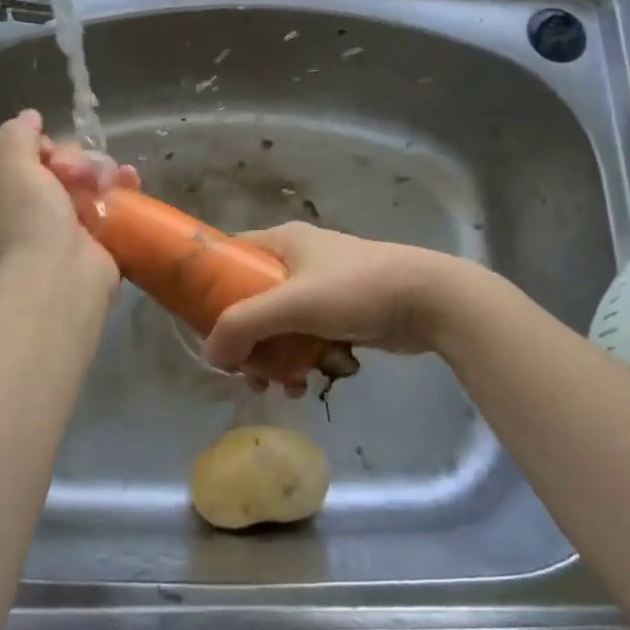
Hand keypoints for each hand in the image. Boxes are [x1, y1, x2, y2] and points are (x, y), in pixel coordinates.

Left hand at [0, 110, 137, 279]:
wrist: (62, 276)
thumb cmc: (31, 221)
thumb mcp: (13, 168)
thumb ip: (17, 136)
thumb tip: (29, 116)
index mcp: (6, 196)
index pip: (21, 159)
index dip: (37, 146)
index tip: (47, 148)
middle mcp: (35, 209)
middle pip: (60, 165)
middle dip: (73, 160)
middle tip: (75, 172)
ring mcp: (69, 224)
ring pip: (89, 180)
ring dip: (101, 170)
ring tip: (104, 180)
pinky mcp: (101, 236)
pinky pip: (113, 202)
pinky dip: (123, 187)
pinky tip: (130, 179)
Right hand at [202, 223, 465, 384]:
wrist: (430, 300)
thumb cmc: (356, 289)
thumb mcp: (293, 302)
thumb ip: (245, 325)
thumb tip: (210, 354)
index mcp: (283, 242)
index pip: (231, 257)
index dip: (210, 287)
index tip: (199, 323)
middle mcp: (298, 261)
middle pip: (252, 300)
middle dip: (246, 340)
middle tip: (245, 371)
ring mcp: (321, 288)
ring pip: (280, 326)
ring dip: (274, 358)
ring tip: (280, 386)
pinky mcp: (342, 314)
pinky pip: (306, 339)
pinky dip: (301, 361)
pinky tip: (307, 383)